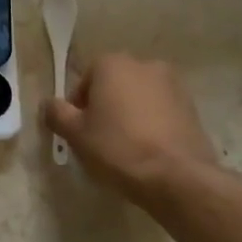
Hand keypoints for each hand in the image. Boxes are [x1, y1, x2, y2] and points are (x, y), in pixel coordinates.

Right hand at [43, 53, 232, 207]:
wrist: (178, 177)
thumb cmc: (118, 148)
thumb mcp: (75, 134)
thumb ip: (56, 113)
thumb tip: (49, 104)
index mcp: (112, 64)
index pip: (84, 81)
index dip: (78, 108)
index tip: (81, 132)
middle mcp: (144, 64)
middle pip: (113, 85)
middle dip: (106, 107)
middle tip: (101, 139)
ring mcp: (172, 84)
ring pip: (139, 98)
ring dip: (130, 114)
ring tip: (127, 148)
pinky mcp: (192, 107)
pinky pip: (161, 112)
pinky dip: (153, 124)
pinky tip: (150, 151)